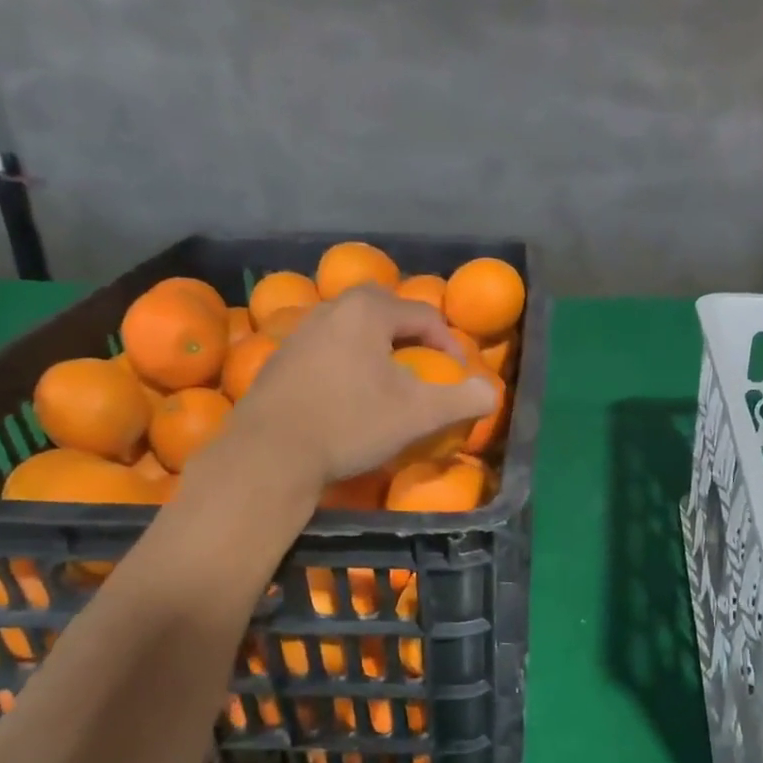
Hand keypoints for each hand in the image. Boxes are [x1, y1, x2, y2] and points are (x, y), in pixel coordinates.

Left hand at [188, 286, 495, 498]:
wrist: (271, 453)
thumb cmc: (351, 423)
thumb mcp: (419, 414)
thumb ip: (463, 399)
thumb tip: (491, 393)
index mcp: (367, 311)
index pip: (424, 315)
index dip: (450, 345)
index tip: (458, 377)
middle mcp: (331, 309)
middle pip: (384, 311)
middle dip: (411, 336)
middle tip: (425, 367)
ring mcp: (300, 332)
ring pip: (352, 330)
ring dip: (377, 349)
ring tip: (389, 382)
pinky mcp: (281, 360)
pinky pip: (327, 349)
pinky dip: (348, 363)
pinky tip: (349, 396)